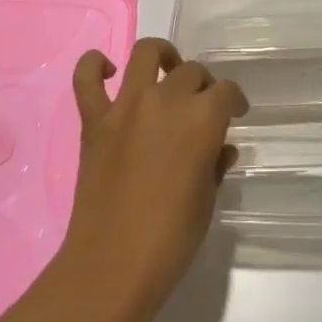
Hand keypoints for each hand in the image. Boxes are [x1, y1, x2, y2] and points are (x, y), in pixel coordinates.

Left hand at [57, 38, 246, 321]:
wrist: (111, 268)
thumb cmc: (171, 239)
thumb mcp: (207, 200)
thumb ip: (215, 164)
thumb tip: (218, 148)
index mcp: (203, 119)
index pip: (226, 91)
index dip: (234, 101)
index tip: (236, 113)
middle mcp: (167, 100)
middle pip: (191, 72)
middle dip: (202, 85)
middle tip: (201, 108)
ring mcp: (126, 107)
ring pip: (146, 53)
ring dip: (161, 56)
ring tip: (166, 70)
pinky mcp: (94, 121)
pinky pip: (86, 79)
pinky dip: (95, 65)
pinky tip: (109, 70)